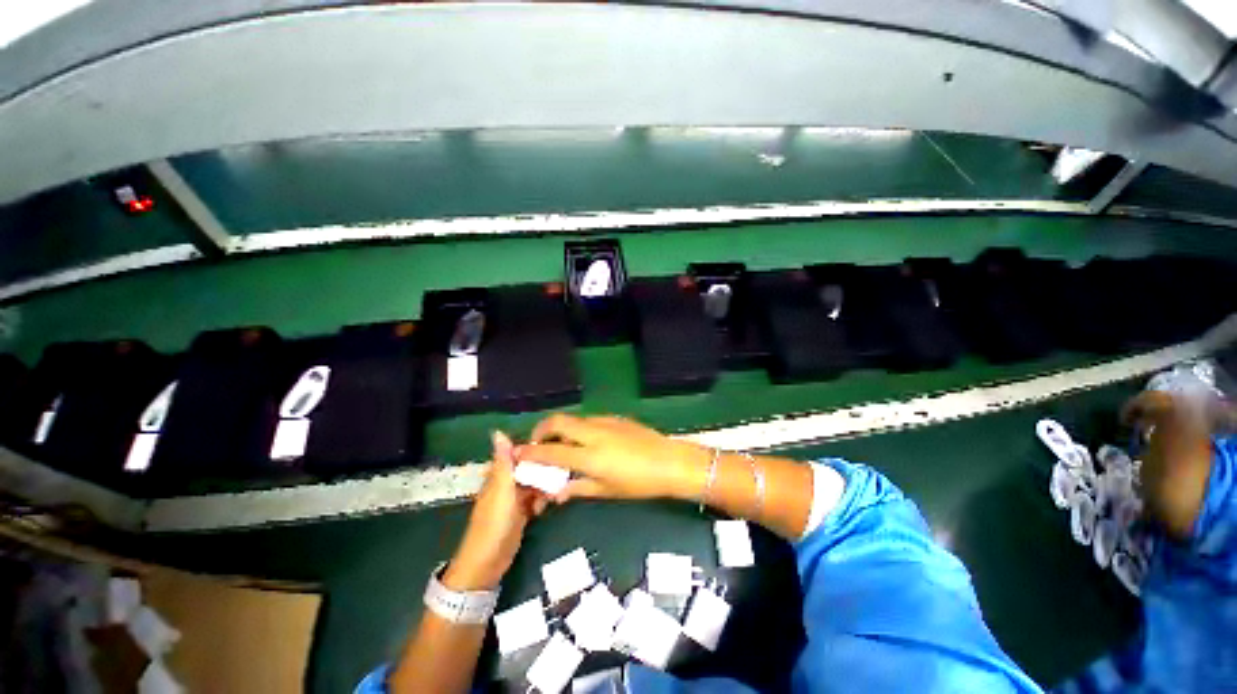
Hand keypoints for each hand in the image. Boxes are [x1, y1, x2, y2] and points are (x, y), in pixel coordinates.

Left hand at [444, 431, 548, 590]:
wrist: (487, 563)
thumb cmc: (494, 523)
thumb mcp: (502, 489)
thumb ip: (504, 462)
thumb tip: (498, 430)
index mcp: (499, 475)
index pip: (518, 453)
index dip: (535, 447)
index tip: (555, 442)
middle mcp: (507, 483)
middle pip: (529, 467)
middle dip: (545, 467)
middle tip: (563, 469)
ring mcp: (514, 499)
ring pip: (535, 482)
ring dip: (546, 484)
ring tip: (559, 487)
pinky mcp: (521, 513)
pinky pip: (536, 498)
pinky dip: (543, 499)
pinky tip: (550, 503)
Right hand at [514, 415, 709, 502]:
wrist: (670, 462)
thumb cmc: (639, 483)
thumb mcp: (607, 491)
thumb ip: (578, 488)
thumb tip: (557, 492)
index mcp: (589, 456)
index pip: (550, 451)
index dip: (530, 453)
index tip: (516, 454)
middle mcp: (592, 433)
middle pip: (557, 422)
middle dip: (541, 430)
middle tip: (538, 444)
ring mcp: (604, 422)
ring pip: (573, 418)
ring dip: (560, 428)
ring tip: (560, 444)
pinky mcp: (615, 418)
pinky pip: (588, 419)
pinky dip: (577, 427)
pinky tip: (585, 441)